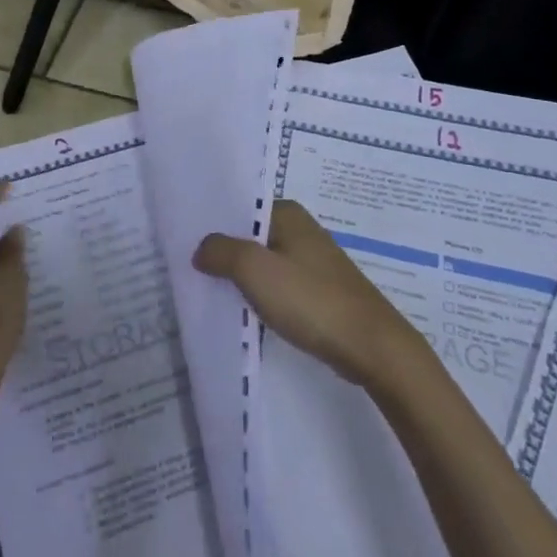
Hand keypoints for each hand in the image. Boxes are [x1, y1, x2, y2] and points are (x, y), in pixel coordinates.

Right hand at [194, 199, 420, 389]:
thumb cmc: (311, 299)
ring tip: (210, 289)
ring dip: (242, 276)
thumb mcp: (256, 270)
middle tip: (190, 267)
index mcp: (288, 213)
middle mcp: (301, 230)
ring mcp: (313, 262)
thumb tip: (200, 249)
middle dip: (224, 251)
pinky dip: (261, 294)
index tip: (184, 240)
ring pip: (264, 262)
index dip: (213, 224)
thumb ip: (221, 252)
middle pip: (250, 236)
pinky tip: (244, 310)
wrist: (372, 347)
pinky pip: (279, 285)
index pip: (240, 208)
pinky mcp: (320, 291)